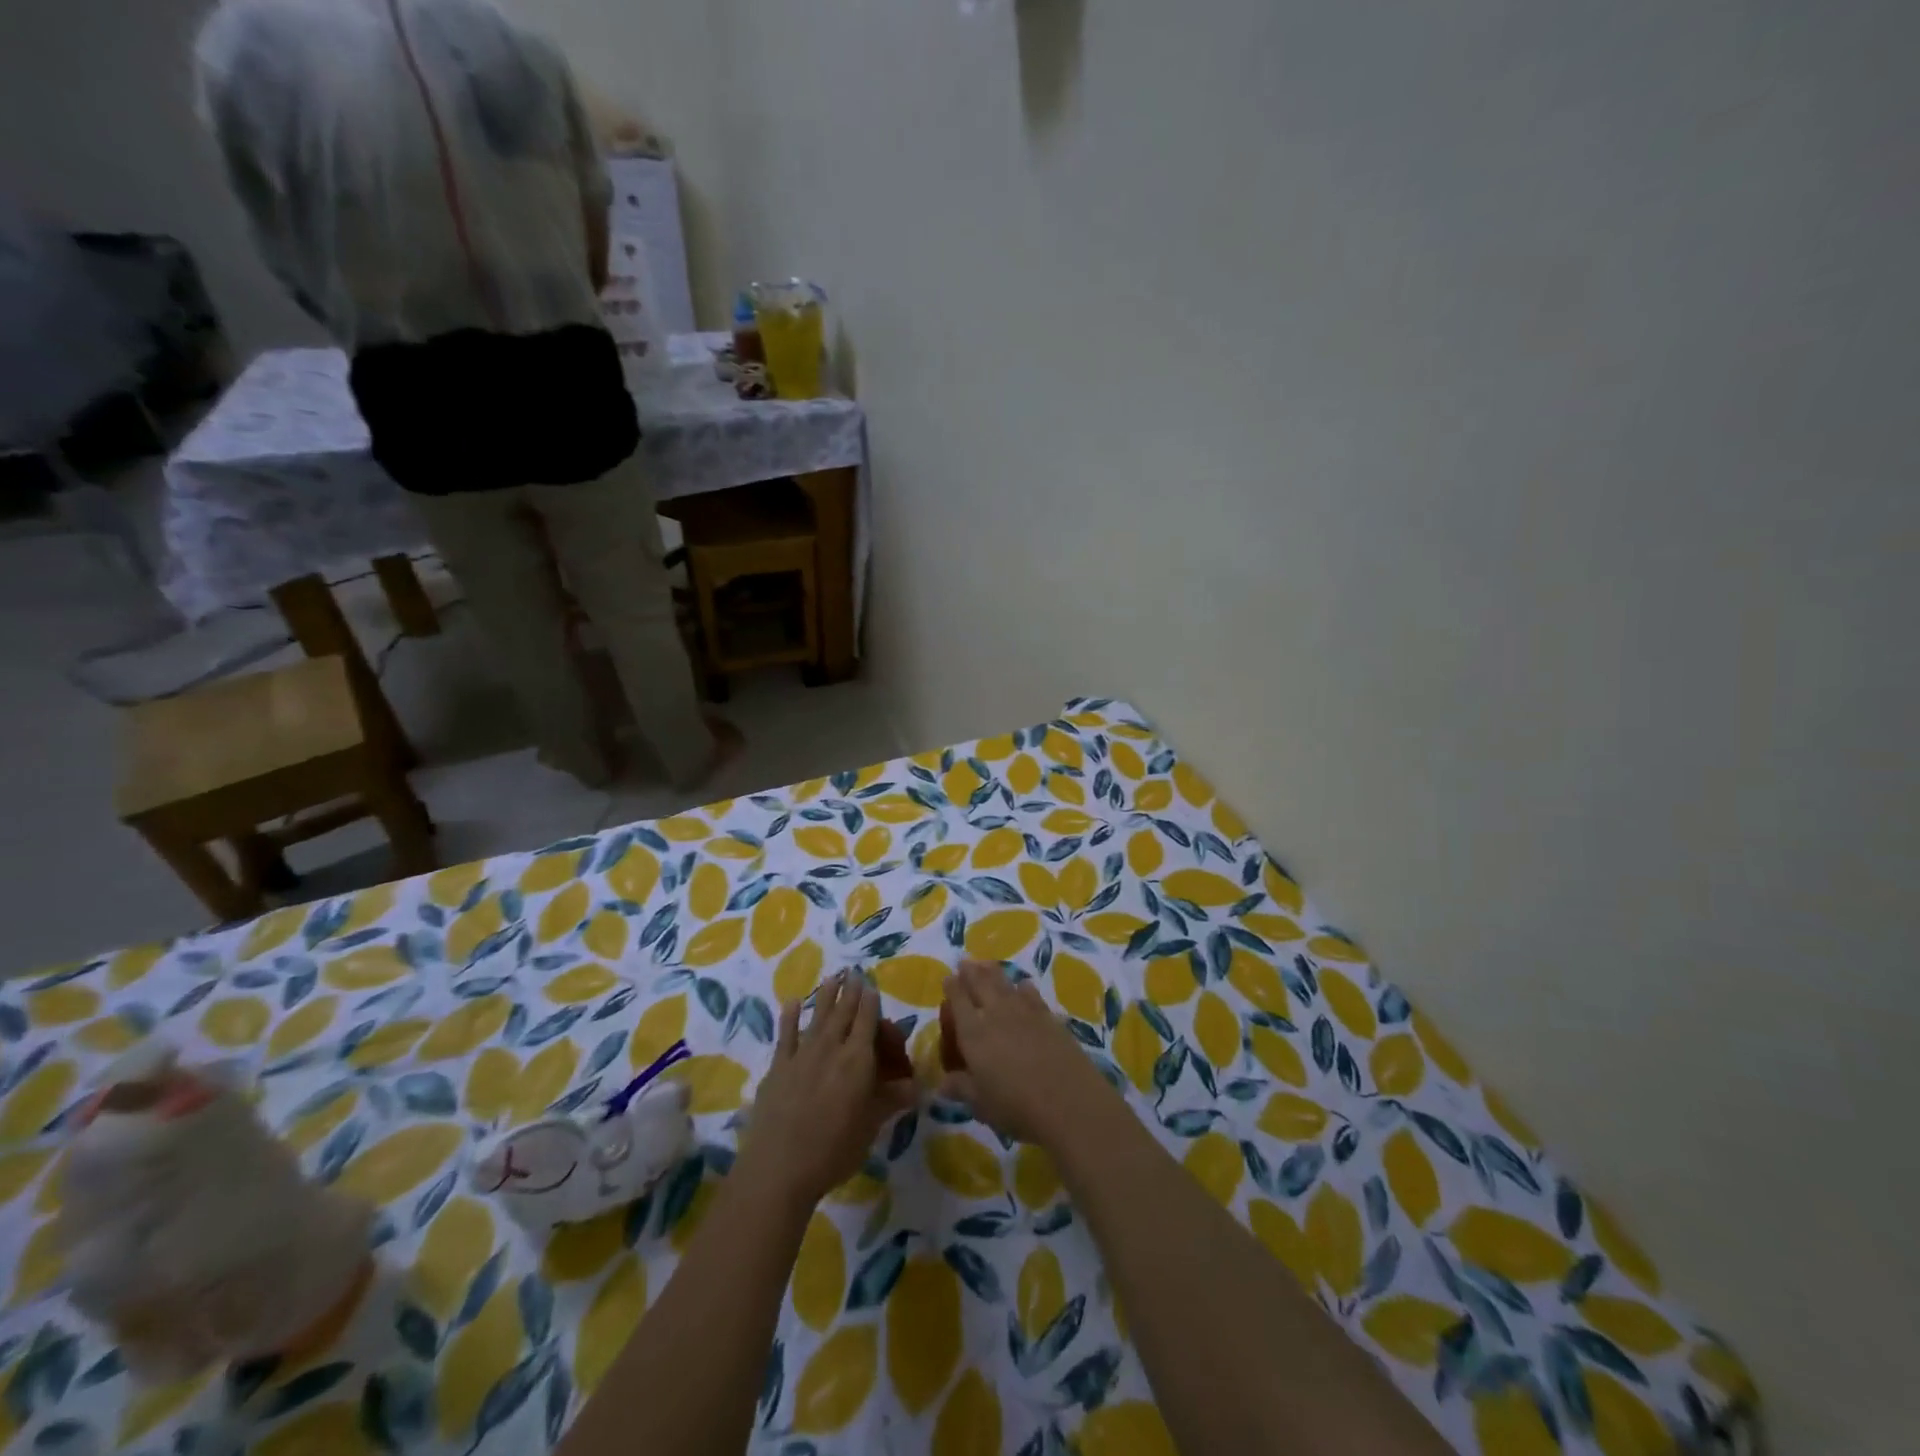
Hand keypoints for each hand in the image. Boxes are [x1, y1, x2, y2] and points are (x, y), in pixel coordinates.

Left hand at [740, 972, 917, 1207]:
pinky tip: (790, 1003)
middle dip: (850, 992)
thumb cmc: (834, 1150)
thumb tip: (918, 1087)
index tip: (871, 986)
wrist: (779, 1168)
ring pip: (816, 1017)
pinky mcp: (777, 1068)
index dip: (870, 1003)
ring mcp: (801, 1056)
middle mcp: (831, 1049)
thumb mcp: (871, 1126)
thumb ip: (891, 1100)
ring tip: (832, 977)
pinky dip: (789, 1017)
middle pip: (843, 1014)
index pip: (867, 1022)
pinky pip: (786, 1036)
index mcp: (857, 1061)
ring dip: (825, 996)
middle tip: (854, 973)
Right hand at [939, 960, 1118, 1147]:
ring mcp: (1025, 1012)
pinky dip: (1023, 986)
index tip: (947, 978)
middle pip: (981, 984)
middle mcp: (996, 1015)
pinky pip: (1031, 994)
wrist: (1069, 1101)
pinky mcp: (1048, 1017)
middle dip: (970, 971)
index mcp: (974, 1034)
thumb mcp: (981, 1104)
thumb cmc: (1016, 1107)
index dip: (952, 988)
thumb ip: (961, 1088)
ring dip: (993, 971)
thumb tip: (942, 1084)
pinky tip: (1023, 985)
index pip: (958, 1002)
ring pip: (1005, 984)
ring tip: (986, 964)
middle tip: (964, 961)